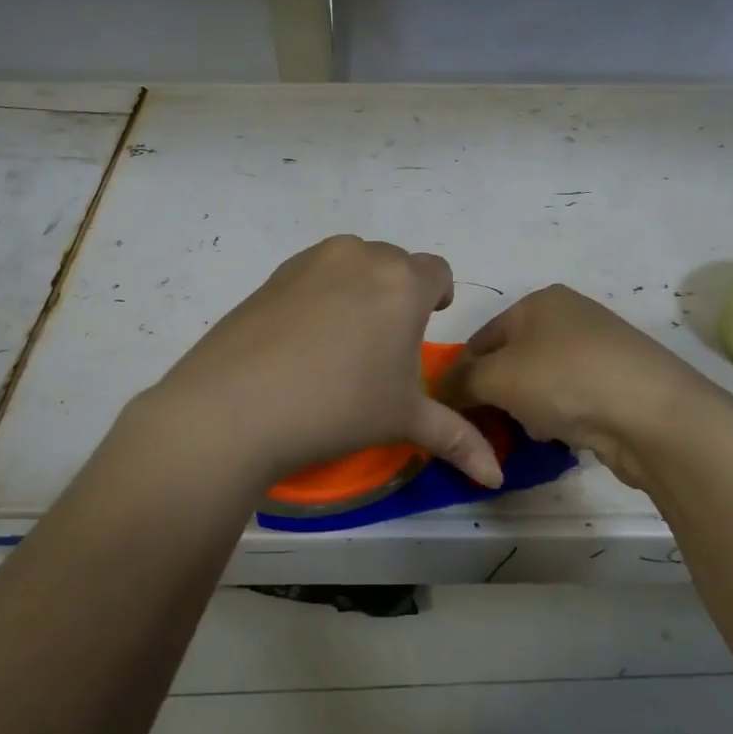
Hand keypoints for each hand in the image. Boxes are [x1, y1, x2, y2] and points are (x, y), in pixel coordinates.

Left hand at [138, 236, 502, 493]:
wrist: (235, 406)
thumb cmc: (338, 407)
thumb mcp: (403, 420)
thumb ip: (457, 439)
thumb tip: (496, 476)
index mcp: (403, 282)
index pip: (438, 272)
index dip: (437, 298)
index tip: (425, 326)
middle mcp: (361, 257)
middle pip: (394, 264)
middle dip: (398, 295)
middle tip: (383, 345)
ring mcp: (312, 261)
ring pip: (353, 264)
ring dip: (359, 290)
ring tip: (342, 342)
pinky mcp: (274, 275)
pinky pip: (314, 275)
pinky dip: (320, 295)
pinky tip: (302, 342)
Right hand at [446, 285, 729, 491]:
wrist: (652, 413)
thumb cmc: (564, 380)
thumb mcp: (496, 378)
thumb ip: (461, 382)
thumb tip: (441, 389)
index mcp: (538, 301)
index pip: (482, 337)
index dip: (462, 373)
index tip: (454, 409)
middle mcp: (569, 316)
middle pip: (512, 359)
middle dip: (497, 394)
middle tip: (491, 424)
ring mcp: (599, 349)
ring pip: (541, 382)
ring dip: (529, 409)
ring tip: (533, 430)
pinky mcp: (619, 382)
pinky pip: (572, 398)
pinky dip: (561, 416)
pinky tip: (564, 435)